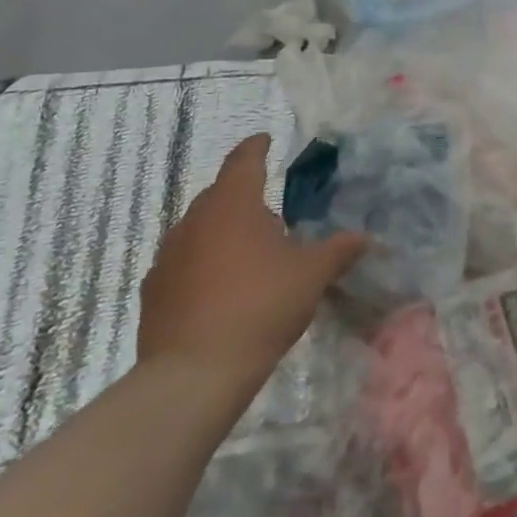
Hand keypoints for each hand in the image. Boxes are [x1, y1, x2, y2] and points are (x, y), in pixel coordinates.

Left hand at [138, 133, 365, 393]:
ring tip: (248, 251)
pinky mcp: (153, 293)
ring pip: (198, 228)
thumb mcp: (312, 274)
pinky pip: (183, 263)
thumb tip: (364, 237)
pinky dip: (202, 263)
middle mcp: (194, 221)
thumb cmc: (260, 306)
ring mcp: (168, 257)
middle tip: (271, 210)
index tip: (265, 140)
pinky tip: (220, 287)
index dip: (257, 148)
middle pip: (219, 193)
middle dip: (243, 194)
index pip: (244, 160)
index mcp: (233, 204)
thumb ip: (339, 249)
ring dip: (222, 231)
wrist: (193, 375)